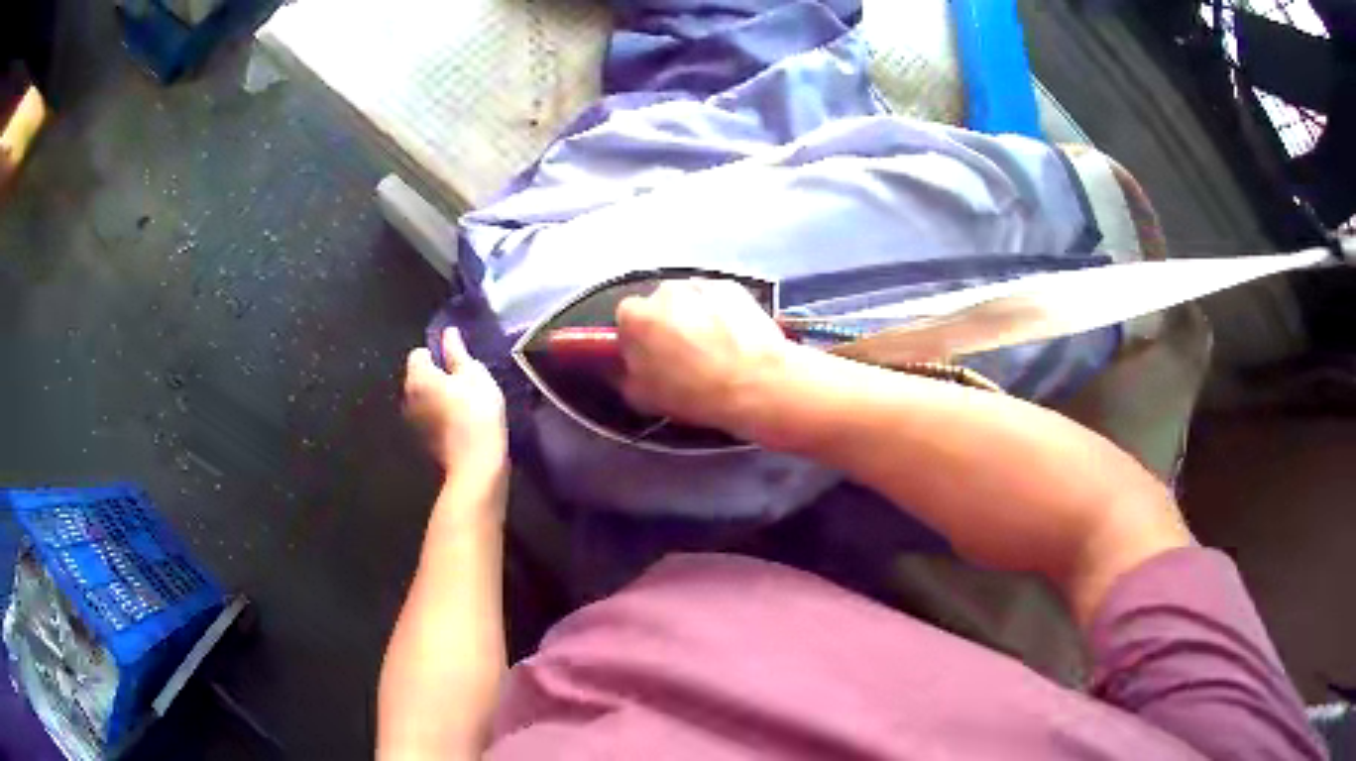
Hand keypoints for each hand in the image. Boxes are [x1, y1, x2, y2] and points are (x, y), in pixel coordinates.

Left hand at [404, 328, 507, 480]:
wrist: (475, 464)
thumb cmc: (477, 412)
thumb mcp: (474, 375)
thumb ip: (457, 352)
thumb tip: (448, 333)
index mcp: (418, 376)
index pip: (419, 353)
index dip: (437, 354)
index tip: (459, 364)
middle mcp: (407, 396)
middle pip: (418, 377)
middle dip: (435, 376)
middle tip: (464, 383)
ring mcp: (412, 421)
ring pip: (422, 399)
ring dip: (436, 398)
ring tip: (463, 405)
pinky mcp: (421, 441)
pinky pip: (427, 419)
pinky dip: (438, 417)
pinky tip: (458, 424)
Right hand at [615, 279, 789, 436]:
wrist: (757, 384)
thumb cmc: (696, 394)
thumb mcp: (643, 398)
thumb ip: (622, 374)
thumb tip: (622, 363)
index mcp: (636, 317)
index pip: (626, 319)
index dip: (637, 339)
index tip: (649, 357)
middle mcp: (664, 291)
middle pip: (658, 306)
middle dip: (666, 324)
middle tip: (683, 355)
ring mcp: (700, 285)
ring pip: (689, 300)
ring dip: (693, 316)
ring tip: (713, 347)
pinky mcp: (732, 286)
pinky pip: (716, 298)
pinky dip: (720, 312)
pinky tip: (733, 338)